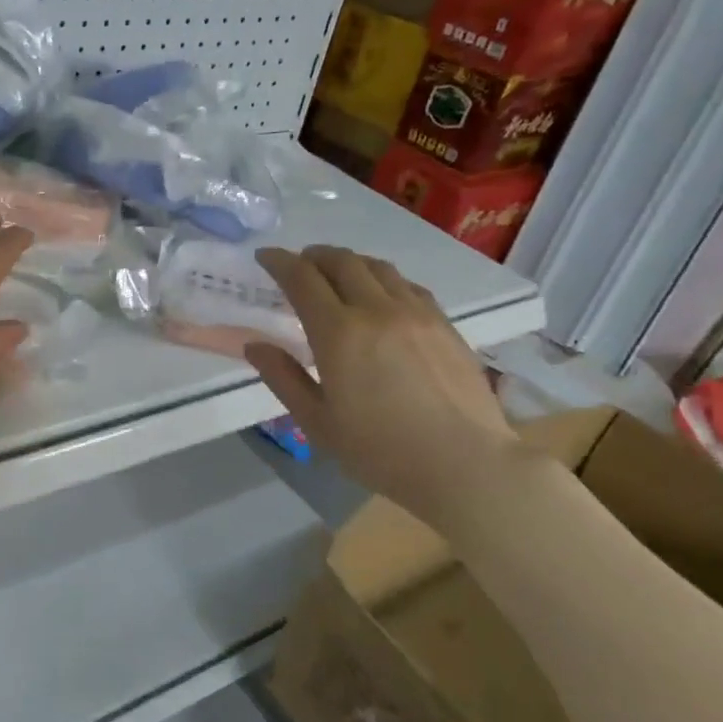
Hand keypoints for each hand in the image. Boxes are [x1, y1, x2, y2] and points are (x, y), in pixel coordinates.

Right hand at [248, 246, 521, 526]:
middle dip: (313, 256)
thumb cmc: (381, 451)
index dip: (279, 262)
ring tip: (337, 274)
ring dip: (349, 262)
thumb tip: (255, 346)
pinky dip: (383, 279)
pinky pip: (407, 285)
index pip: (302, 279)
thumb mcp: (317, 423)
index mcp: (339, 333)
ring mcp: (416, 313)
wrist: (467, 465)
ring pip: (377, 267)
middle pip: (341, 262)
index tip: (264, 257)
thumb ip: (283, 378)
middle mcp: (377, 310)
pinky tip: (381, 296)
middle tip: (298, 264)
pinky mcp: (444, 324)